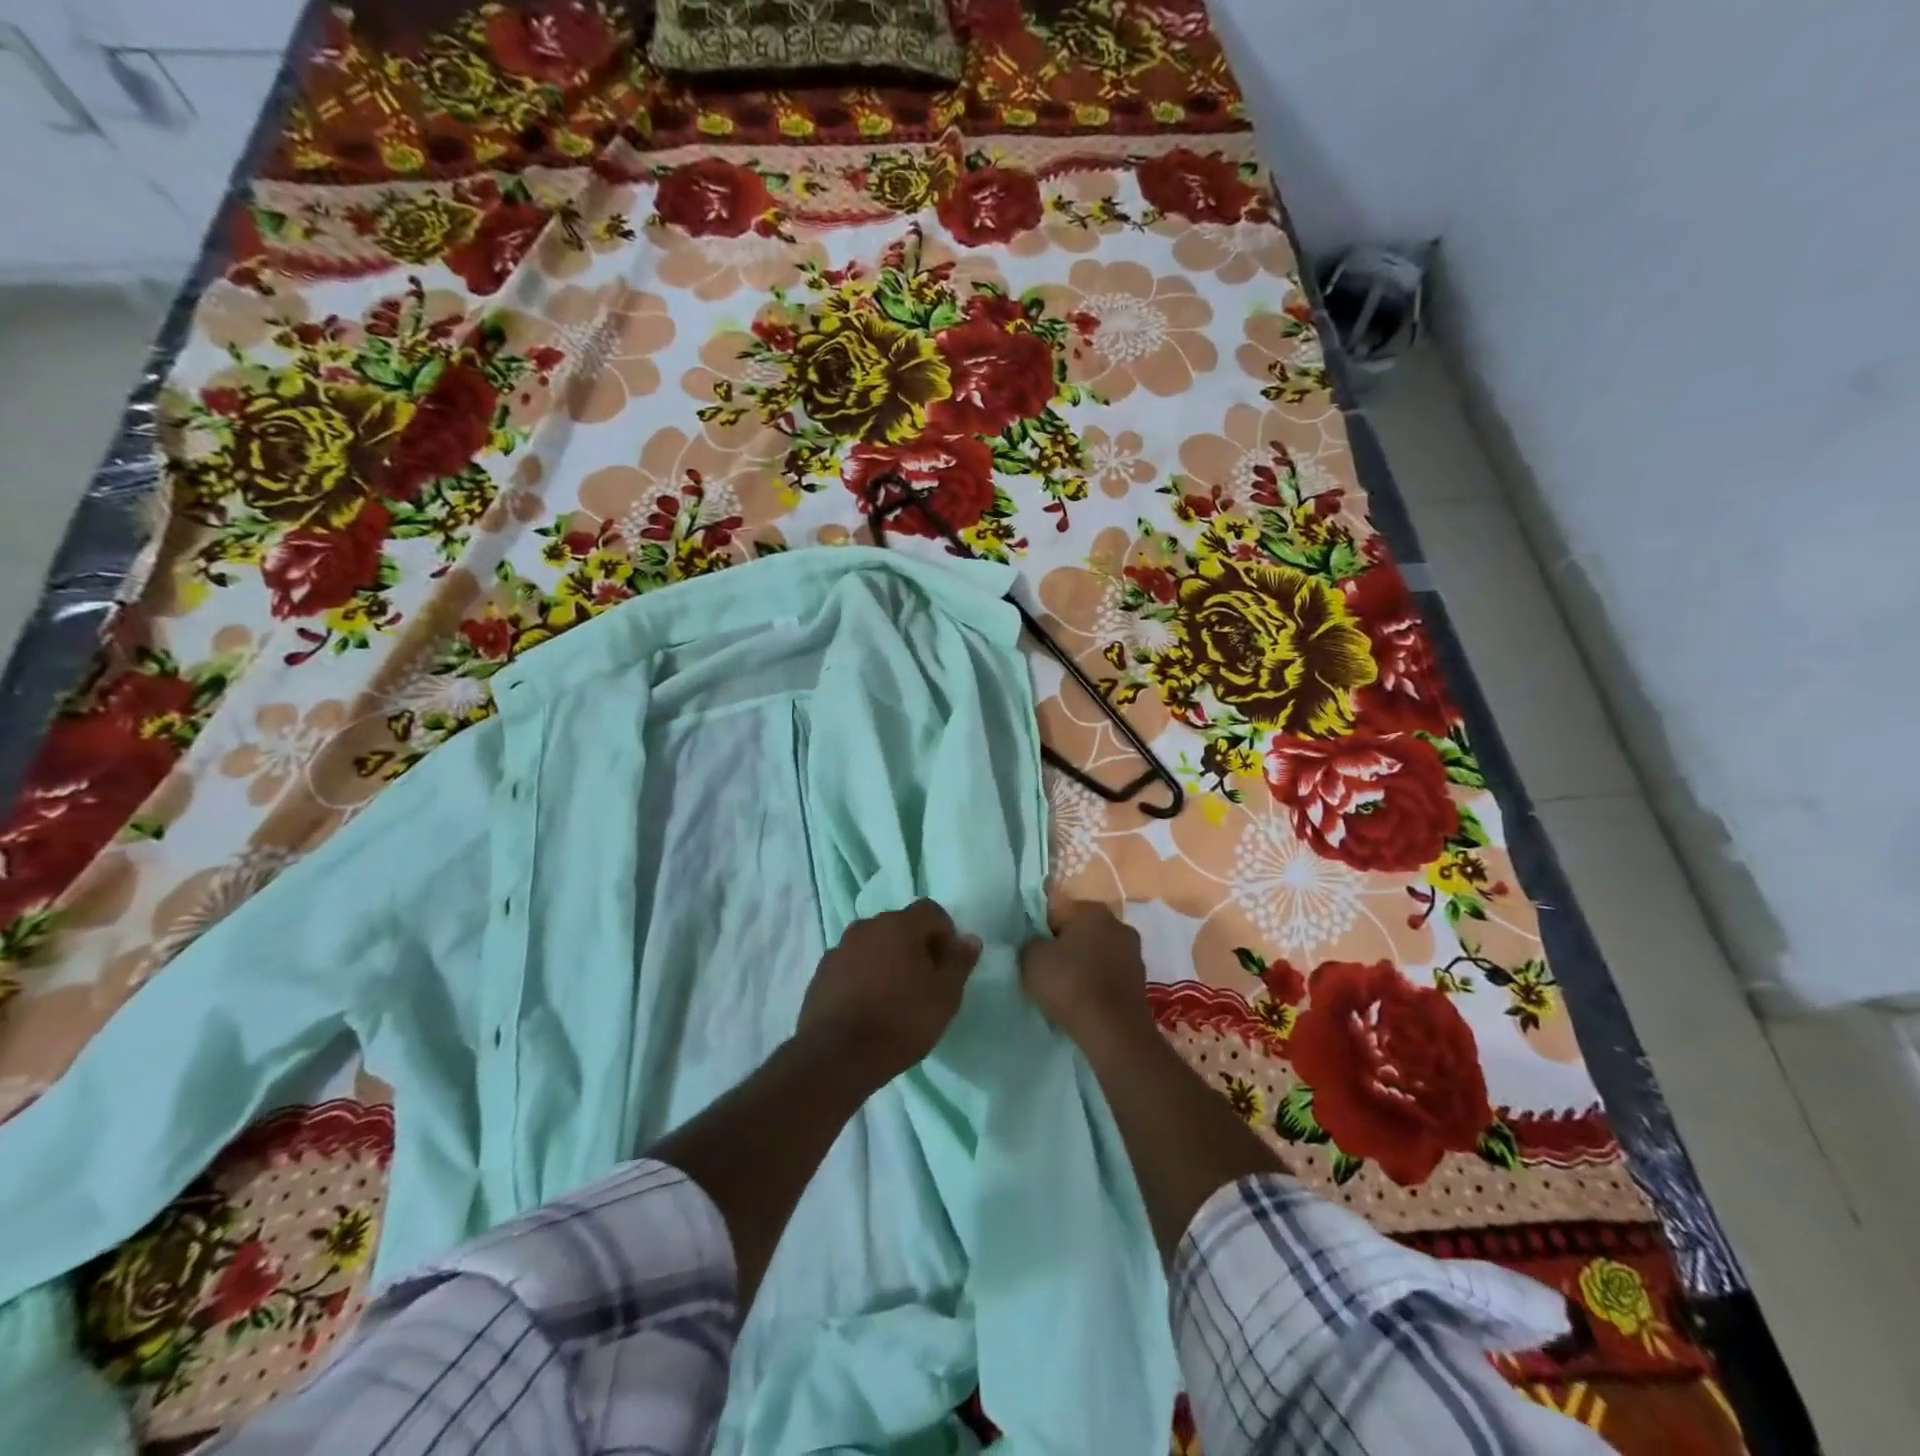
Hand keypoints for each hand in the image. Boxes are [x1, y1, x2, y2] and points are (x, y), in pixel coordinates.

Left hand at [797, 900, 981, 1080]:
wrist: (838, 1056)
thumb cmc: (901, 1021)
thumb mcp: (945, 995)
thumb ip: (959, 962)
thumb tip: (969, 939)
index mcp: (899, 925)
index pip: (930, 911)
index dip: (945, 933)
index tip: (948, 964)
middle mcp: (867, 927)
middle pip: (900, 925)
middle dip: (915, 945)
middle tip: (925, 981)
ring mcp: (840, 949)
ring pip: (873, 944)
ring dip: (887, 960)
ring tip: (894, 996)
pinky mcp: (821, 973)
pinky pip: (852, 965)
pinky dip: (863, 976)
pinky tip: (868, 1007)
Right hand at [1020, 900, 1153, 1050]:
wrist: (1114, 1031)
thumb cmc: (1070, 984)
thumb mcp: (1032, 959)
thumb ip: (1031, 943)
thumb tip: (1039, 944)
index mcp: (1092, 910)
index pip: (1059, 912)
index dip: (1043, 932)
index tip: (1036, 954)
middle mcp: (1118, 924)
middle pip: (1081, 932)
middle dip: (1066, 947)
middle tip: (1049, 972)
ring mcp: (1134, 953)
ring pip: (1098, 953)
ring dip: (1084, 966)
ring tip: (1067, 991)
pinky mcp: (1141, 981)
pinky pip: (1110, 975)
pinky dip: (1098, 984)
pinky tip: (1086, 1002)